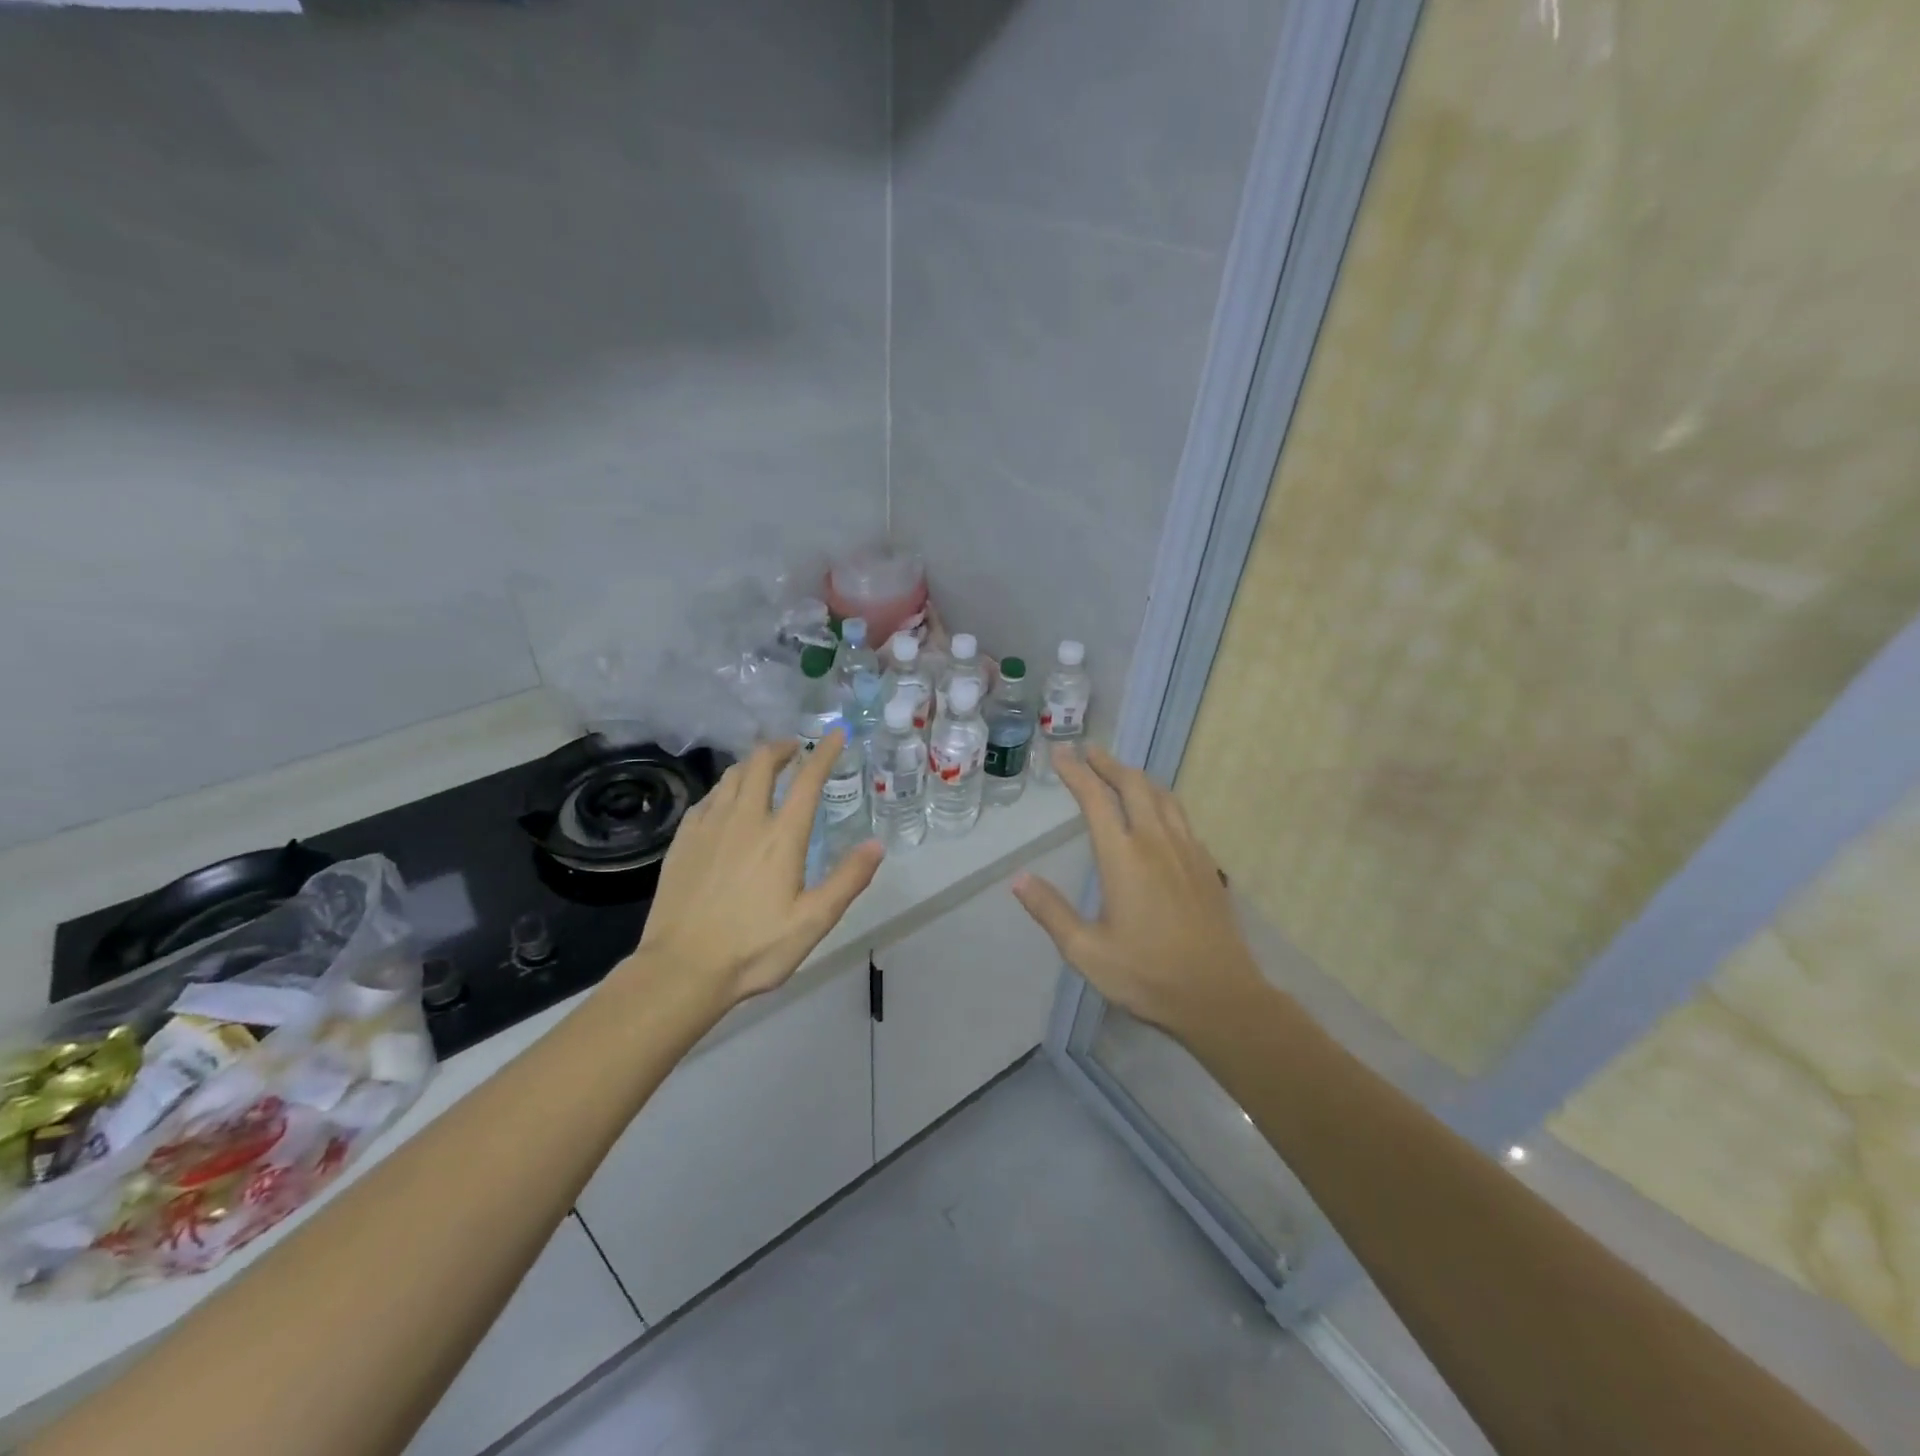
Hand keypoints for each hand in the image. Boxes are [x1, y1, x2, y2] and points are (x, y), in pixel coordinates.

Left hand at [630, 733, 884, 1008]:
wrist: (681, 969)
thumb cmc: (754, 948)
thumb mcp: (814, 921)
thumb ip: (848, 880)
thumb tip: (877, 844)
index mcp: (781, 837)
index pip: (807, 780)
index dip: (824, 752)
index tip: (836, 734)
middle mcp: (744, 820)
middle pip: (761, 763)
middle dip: (781, 747)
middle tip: (795, 749)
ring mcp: (708, 827)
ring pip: (731, 776)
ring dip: (752, 764)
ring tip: (764, 769)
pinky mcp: (683, 841)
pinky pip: (706, 799)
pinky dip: (724, 788)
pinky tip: (725, 802)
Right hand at [1011, 745, 1265, 1036]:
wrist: (1220, 997)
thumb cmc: (1147, 975)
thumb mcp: (1086, 951)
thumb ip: (1051, 912)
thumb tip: (1019, 879)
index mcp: (1124, 857)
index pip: (1095, 799)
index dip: (1076, 772)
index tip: (1061, 753)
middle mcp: (1157, 843)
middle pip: (1133, 786)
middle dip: (1109, 764)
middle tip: (1090, 751)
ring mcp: (1188, 852)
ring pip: (1163, 797)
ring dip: (1138, 778)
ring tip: (1122, 773)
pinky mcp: (1207, 866)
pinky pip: (1182, 818)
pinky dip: (1162, 801)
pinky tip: (1159, 816)